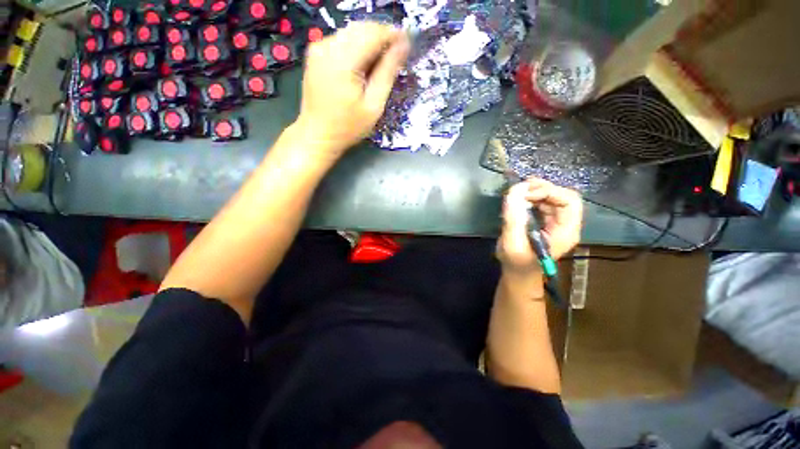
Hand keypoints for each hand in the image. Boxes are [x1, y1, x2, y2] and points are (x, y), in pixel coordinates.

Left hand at [295, 22, 409, 158]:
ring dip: (370, 42)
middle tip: (395, 56)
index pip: (373, 34)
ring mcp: (319, 48)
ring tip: (380, 63)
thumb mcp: (373, 105)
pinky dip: (356, 47)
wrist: (318, 134)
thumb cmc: (348, 127)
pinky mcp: (316, 53)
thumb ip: (387, 73)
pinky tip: (363, 65)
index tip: (407, 43)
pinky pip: (341, 40)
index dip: (392, 35)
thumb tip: (403, 46)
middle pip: (361, 29)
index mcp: (343, 61)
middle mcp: (327, 47)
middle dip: (382, 37)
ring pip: (352, 32)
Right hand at [497, 177, 582, 274]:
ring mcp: (557, 223)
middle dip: (542, 188)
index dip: (549, 192)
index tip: (525, 194)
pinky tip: (519, 200)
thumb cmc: (516, 263)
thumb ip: (514, 217)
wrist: (518, 274)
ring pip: (553, 197)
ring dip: (536, 191)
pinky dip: (532, 197)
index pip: (569, 201)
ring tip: (518, 192)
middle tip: (520, 187)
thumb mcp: (512, 242)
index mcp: (565, 232)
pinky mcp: (547, 222)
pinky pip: (544, 203)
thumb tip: (515, 190)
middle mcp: (566, 224)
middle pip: (563, 196)